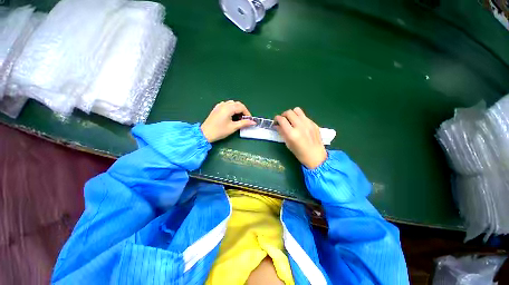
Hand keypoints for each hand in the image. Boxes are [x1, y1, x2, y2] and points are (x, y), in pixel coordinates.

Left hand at [201, 100, 255, 142]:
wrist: (205, 133)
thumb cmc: (220, 131)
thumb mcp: (233, 127)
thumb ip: (244, 123)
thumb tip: (253, 122)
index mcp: (228, 108)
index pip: (242, 107)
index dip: (247, 113)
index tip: (249, 120)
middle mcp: (224, 104)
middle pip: (237, 104)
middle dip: (243, 111)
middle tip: (245, 119)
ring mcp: (219, 105)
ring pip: (232, 103)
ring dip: (237, 109)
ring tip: (238, 118)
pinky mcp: (216, 108)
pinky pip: (226, 105)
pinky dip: (231, 108)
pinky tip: (231, 115)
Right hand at [275, 107, 326, 168]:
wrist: (316, 156)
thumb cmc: (299, 153)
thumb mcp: (288, 144)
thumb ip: (282, 133)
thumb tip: (277, 125)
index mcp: (292, 134)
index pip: (282, 120)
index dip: (277, 118)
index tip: (276, 120)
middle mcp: (300, 126)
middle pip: (289, 112)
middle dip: (284, 115)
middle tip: (283, 120)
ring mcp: (308, 123)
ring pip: (297, 110)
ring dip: (292, 113)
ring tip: (291, 119)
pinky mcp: (314, 123)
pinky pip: (304, 115)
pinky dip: (299, 118)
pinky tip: (300, 124)